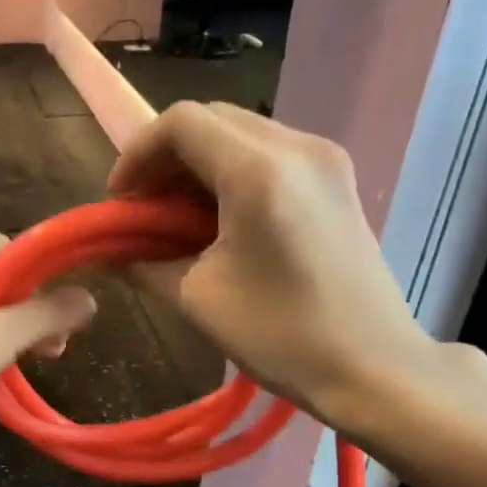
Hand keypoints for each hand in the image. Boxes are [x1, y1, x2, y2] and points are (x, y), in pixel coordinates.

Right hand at [108, 101, 438, 432]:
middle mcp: (297, 147)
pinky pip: (271, 155)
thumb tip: (114, 252)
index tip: (121, 201)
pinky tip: (221, 221)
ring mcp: (325, 159)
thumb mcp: (196, 298)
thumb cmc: (280, 334)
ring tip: (177, 218)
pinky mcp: (338, 180)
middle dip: (166, 158)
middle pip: (212, 120)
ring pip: (242, 135)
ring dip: (199, 166)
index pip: (181, 122)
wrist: (373, 367)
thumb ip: (144, 263)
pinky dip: (232, 175)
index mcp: (258, 171)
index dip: (137, 153)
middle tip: (144, 208)